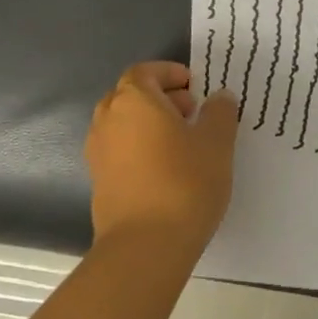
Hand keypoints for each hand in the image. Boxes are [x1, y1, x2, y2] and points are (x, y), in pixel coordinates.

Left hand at [85, 62, 238, 257]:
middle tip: (192, 112)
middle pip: (131, 96)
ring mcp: (98, 153)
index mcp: (134, 100)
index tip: (194, 86)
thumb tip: (218, 97)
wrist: (145, 246)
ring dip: (150, 124)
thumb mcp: (216, 142)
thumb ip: (219, 112)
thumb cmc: (184, 182)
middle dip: (161, 98)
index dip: (169, 74)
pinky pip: (120, 151)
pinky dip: (140, 148)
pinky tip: (167, 170)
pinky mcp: (99, 182)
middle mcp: (108, 119)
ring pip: (124, 124)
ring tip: (183, 143)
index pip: (145, 72)